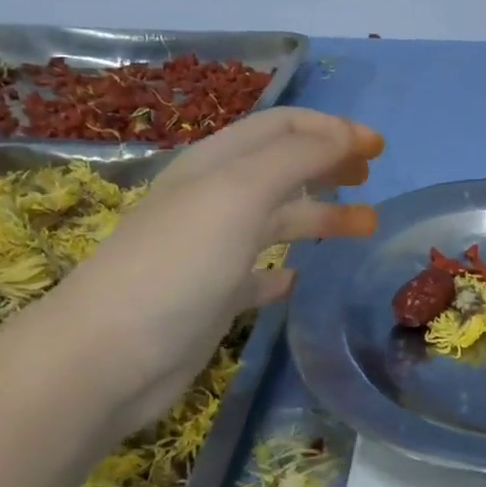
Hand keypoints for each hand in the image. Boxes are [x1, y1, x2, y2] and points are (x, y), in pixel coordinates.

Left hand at [38, 108, 381, 429]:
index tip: (378, 148)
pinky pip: (258, 273)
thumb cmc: (177, 265)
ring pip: (278, 220)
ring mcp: (212, 250)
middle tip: (371, 177)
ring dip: (322, 217)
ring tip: (366, 227)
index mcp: (216, 165)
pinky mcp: (213, 296)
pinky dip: (284, 269)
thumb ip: (296, 159)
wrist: (107, 358)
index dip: (331, 128)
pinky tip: (300, 279)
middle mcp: (215, 200)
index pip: (282, 127)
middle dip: (329, 165)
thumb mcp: (239, 195)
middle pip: (283, 168)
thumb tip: (346, 136)